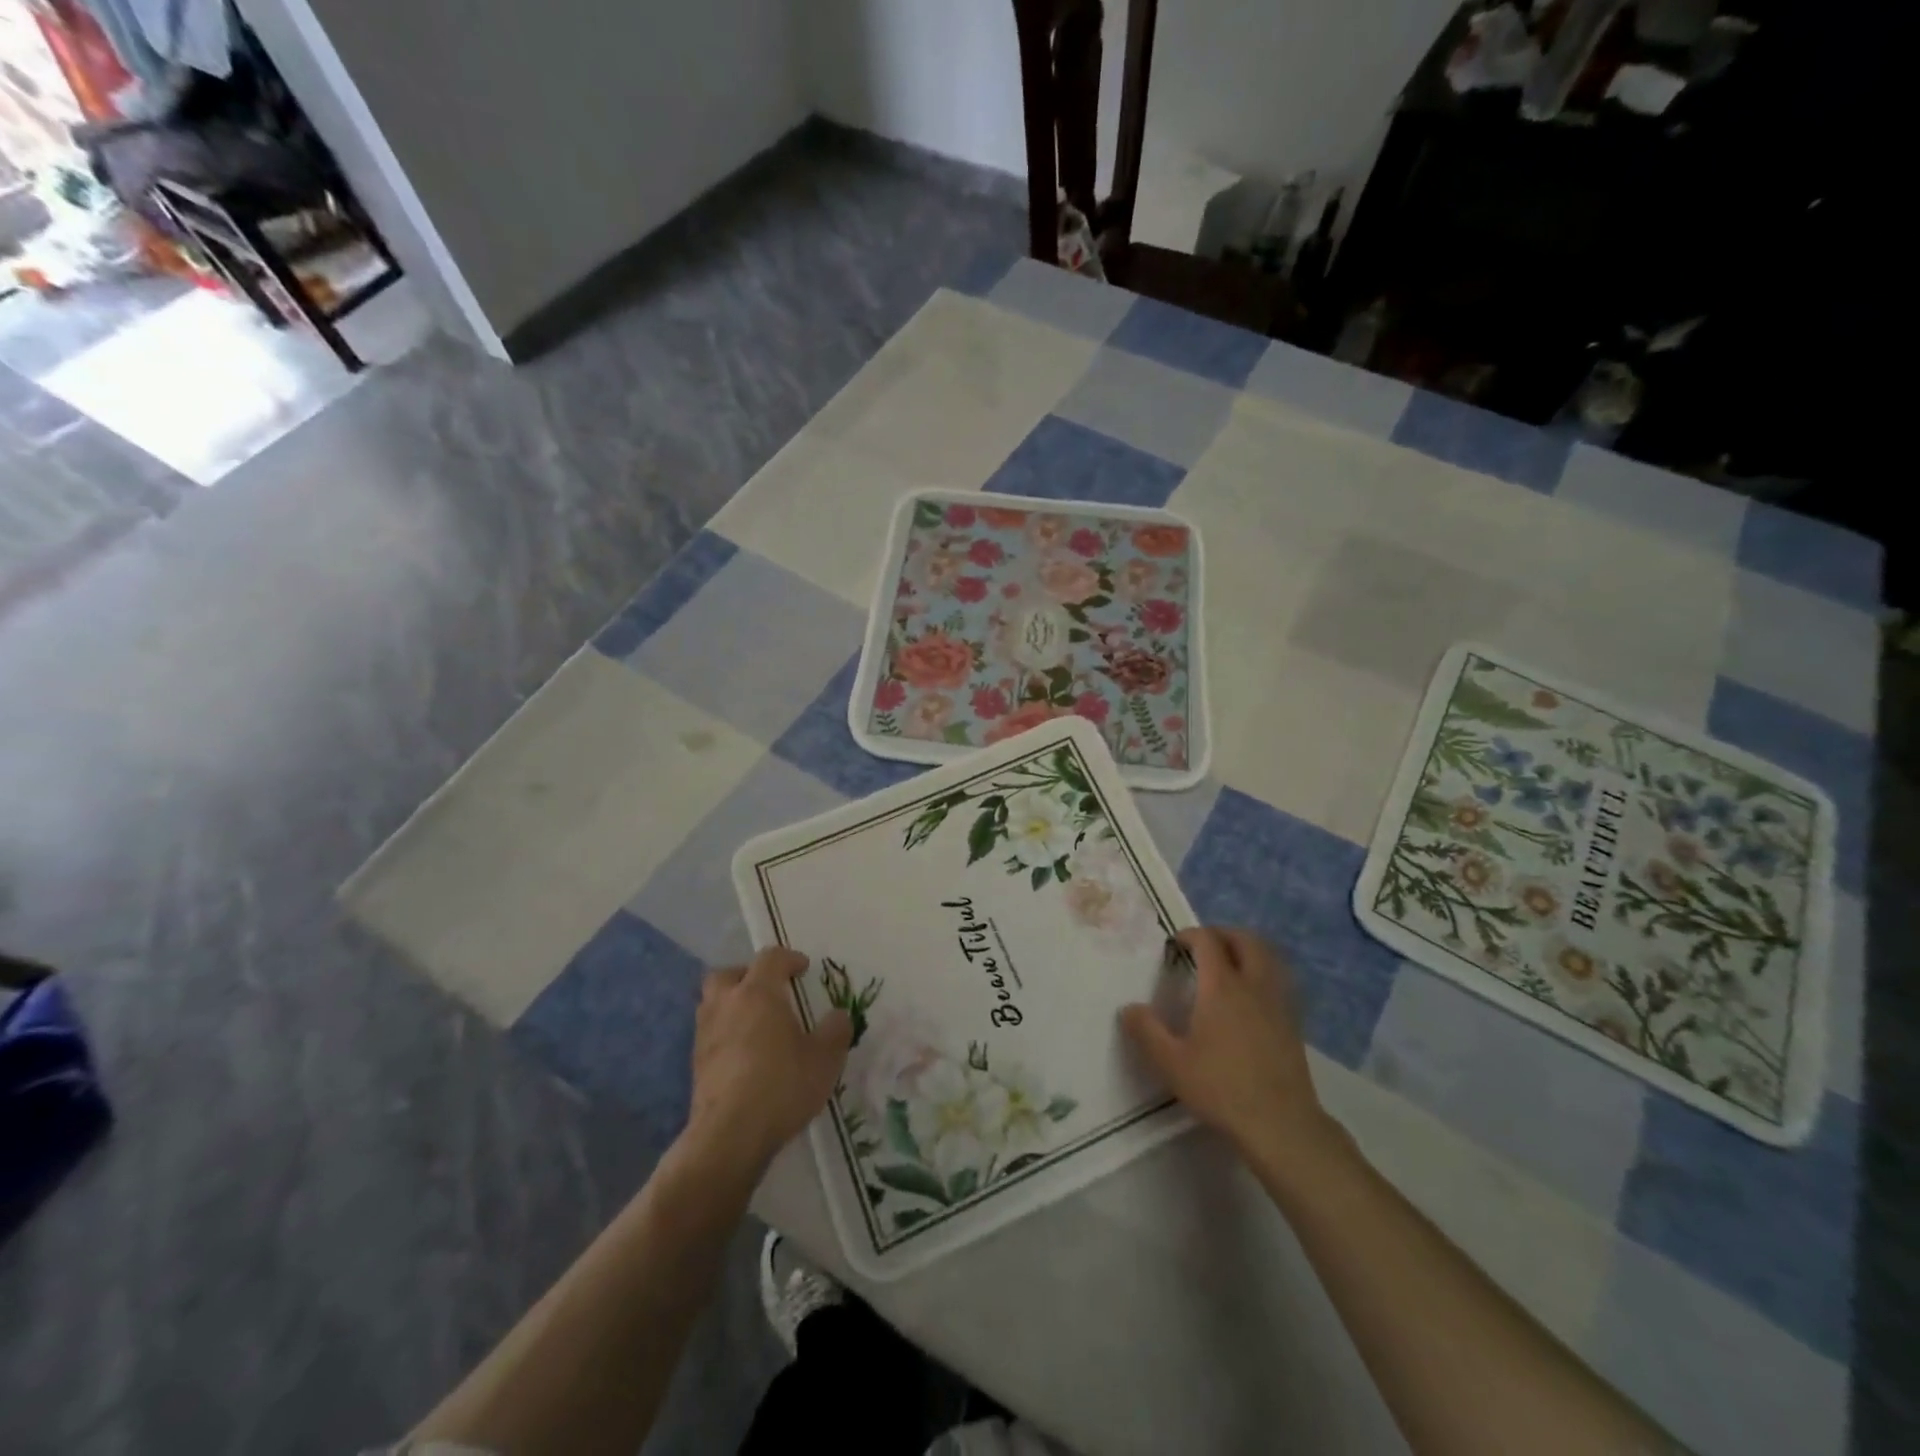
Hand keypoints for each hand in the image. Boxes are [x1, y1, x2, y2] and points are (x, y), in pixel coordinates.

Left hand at [688, 948, 851, 1172]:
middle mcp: (727, 1004)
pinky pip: (711, 1032)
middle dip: (748, 976)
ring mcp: (706, 1033)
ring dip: (733, 1004)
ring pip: (713, 1003)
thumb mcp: (825, 1058)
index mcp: (758, 992)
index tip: (803, 969)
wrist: (729, 1135)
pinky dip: (726, 1032)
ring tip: (756, 1022)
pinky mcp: (695, 1063)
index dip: (789, 959)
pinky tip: (744, 1053)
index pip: (770, 958)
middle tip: (769, 990)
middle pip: (728, 974)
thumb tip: (838, 1015)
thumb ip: (835, 1031)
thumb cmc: (782, 1085)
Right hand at [1121, 927, 1342, 1173]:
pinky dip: (1262, 975)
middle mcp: (1253, 986)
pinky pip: (1278, 982)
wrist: (1280, 1124)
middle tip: (1204, 946)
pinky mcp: (1293, 1024)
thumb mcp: (1171, 1063)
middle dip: (1223, 934)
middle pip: (1246, 940)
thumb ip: (1146, 1031)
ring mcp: (1278, 1004)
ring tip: (1228, 965)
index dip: (1190, 935)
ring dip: (1247, 951)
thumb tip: (1129, 1008)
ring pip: (1268, 959)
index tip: (1174, 945)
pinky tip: (1249, 998)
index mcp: (1222, 987)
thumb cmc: (1221, 1088)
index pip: (1208, 941)